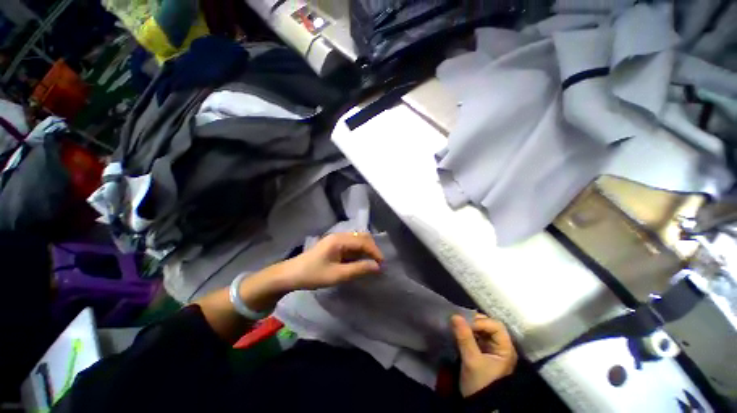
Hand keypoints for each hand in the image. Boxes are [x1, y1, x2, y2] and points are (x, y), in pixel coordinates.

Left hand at [276, 232, 383, 291]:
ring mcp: (336, 239)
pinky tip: (360, 261)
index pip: (364, 241)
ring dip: (366, 250)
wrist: (291, 275)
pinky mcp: (334, 245)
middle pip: (362, 237)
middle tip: (377, 264)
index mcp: (340, 240)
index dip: (375, 252)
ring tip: (371, 264)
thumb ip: (358, 269)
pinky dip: (359, 252)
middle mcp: (340, 236)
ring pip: (357, 240)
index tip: (382, 265)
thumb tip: (377, 267)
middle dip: (372, 249)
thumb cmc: (313, 275)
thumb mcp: (337, 275)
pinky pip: (351, 245)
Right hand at [452, 314, 516, 396]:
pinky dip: (467, 332)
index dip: (481, 322)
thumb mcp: (472, 361)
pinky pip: (475, 336)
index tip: (464, 323)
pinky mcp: (482, 351)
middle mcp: (500, 346)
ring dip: (469, 326)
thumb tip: (455, 316)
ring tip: (457, 325)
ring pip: (481, 329)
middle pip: (489, 325)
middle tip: (459, 322)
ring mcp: (491, 349)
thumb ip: (464, 338)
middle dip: (473, 322)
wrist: (478, 406)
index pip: (495, 326)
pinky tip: (458, 332)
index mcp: (505, 349)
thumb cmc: (480, 384)